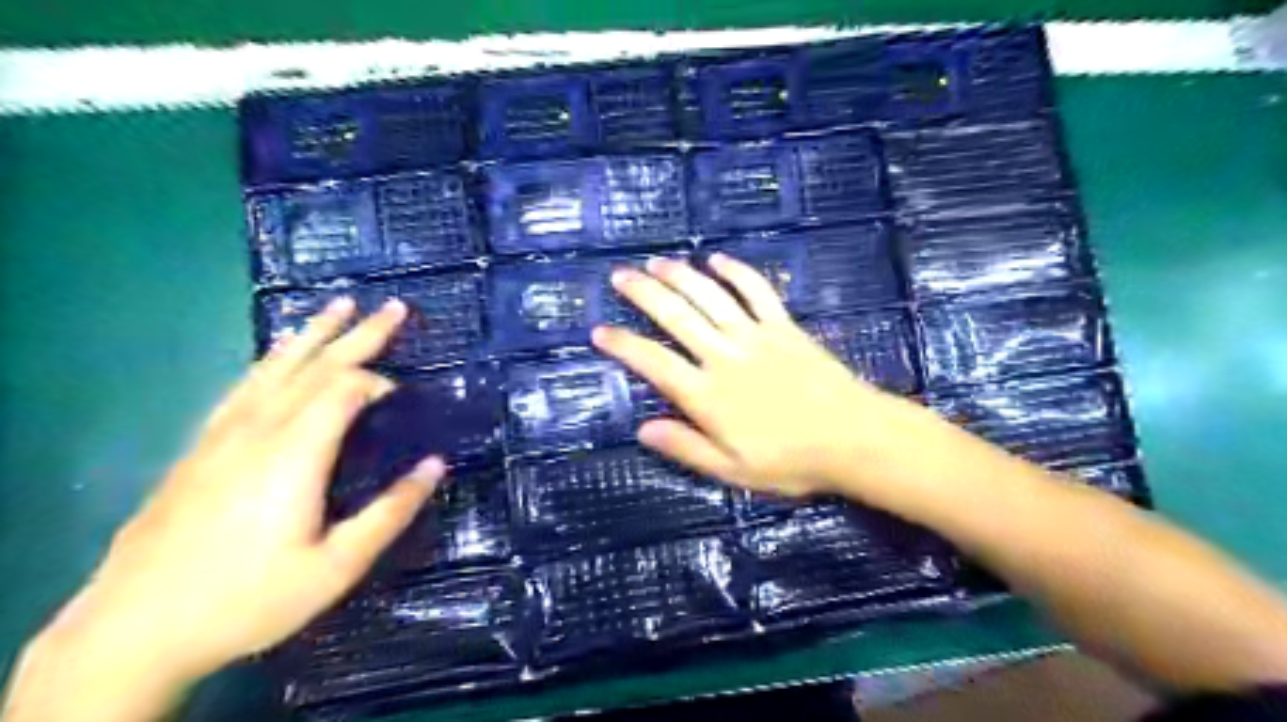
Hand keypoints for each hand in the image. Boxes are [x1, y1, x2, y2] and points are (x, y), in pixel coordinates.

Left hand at [40, 299, 443, 688]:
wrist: (131, 631)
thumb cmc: (248, 598)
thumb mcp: (336, 567)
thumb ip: (390, 512)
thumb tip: (436, 466)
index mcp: (294, 454)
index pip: (345, 390)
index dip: (380, 384)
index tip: (406, 399)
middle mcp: (257, 430)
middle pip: (315, 366)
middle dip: (359, 334)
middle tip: (394, 306)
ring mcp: (222, 435)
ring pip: (275, 367)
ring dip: (313, 334)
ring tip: (338, 305)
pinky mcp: (200, 447)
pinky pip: (245, 386)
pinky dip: (272, 360)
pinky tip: (278, 357)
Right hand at [593, 253, 924, 502]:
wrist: (853, 439)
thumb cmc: (791, 461)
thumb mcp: (732, 470)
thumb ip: (686, 447)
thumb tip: (643, 429)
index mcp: (707, 395)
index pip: (654, 362)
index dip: (623, 345)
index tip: (600, 331)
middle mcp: (724, 357)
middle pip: (676, 316)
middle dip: (644, 293)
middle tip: (620, 275)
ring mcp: (755, 336)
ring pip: (709, 296)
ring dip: (681, 275)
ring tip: (656, 262)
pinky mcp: (784, 326)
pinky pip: (756, 291)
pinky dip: (736, 272)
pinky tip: (717, 260)